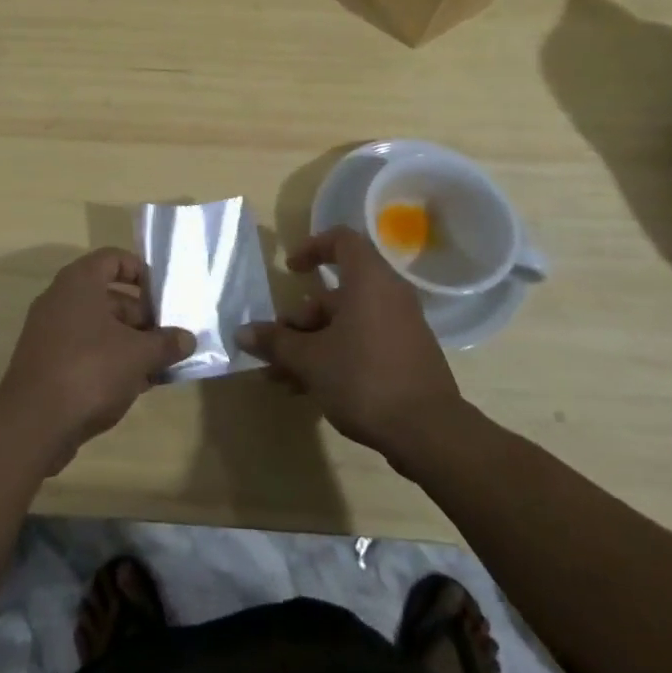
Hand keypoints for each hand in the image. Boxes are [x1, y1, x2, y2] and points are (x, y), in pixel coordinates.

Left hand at [0, 247, 194, 466]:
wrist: (33, 423)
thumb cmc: (90, 370)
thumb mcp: (139, 355)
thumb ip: (166, 343)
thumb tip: (188, 339)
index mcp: (79, 282)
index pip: (114, 259)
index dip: (141, 272)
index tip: (163, 295)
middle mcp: (60, 299)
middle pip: (109, 296)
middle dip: (142, 316)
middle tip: (168, 337)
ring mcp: (49, 332)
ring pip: (98, 327)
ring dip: (129, 342)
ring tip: (158, 365)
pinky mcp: (46, 363)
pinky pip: (84, 350)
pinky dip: (109, 360)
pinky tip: (135, 385)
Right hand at [236, 227, 463, 455]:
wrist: (429, 432)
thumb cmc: (364, 378)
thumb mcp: (310, 360)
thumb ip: (276, 342)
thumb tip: (242, 333)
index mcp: (368, 280)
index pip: (341, 240)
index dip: (312, 247)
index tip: (290, 270)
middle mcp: (388, 295)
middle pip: (336, 293)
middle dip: (301, 320)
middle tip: (277, 346)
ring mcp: (400, 327)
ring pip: (346, 324)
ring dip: (311, 345)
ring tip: (282, 378)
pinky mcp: (406, 357)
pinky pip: (363, 343)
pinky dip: (335, 357)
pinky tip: (308, 390)